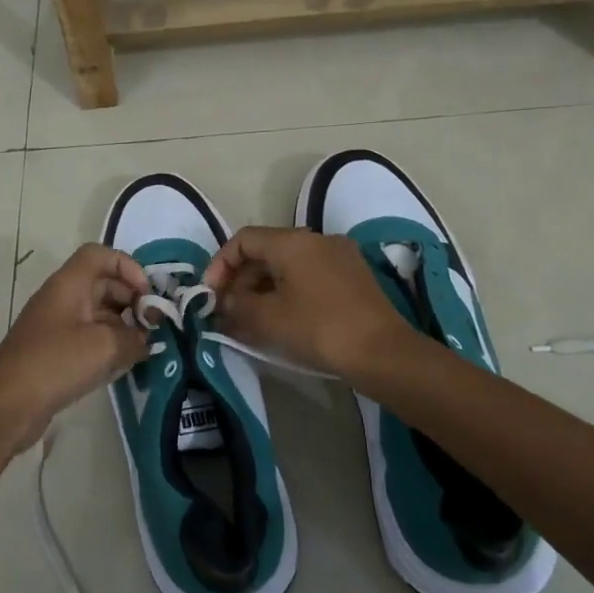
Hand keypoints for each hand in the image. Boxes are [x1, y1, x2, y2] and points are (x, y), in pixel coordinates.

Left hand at [0, 244, 151, 452]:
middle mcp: (61, 298)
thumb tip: (145, 340)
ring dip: (123, 326)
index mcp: (69, 284)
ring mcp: (56, 326)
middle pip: (103, 284)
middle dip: (131, 300)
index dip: (127, 266)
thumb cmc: (55, 363)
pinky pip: (88, 338)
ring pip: (97, 313)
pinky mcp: (54, 352)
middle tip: (153, 327)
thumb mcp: (105, 346)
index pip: (100, 255)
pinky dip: (108, 345)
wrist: (6, 406)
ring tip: (143, 348)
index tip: (146, 295)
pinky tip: (123, 365)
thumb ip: (134, 338)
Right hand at [203, 227, 410, 378]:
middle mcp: (316, 240)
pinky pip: (308, 277)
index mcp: (293, 241)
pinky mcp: (353, 278)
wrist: (383, 353)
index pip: (243, 240)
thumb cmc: (319, 328)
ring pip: (288, 266)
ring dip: (263, 290)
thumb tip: (225, 301)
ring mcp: (339, 257)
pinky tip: (281, 322)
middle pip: (266, 252)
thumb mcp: (268, 318)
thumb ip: (237, 305)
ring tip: (249, 322)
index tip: (210, 295)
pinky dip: (288, 294)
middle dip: (241, 281)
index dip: (220, 264)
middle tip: (227, 312)